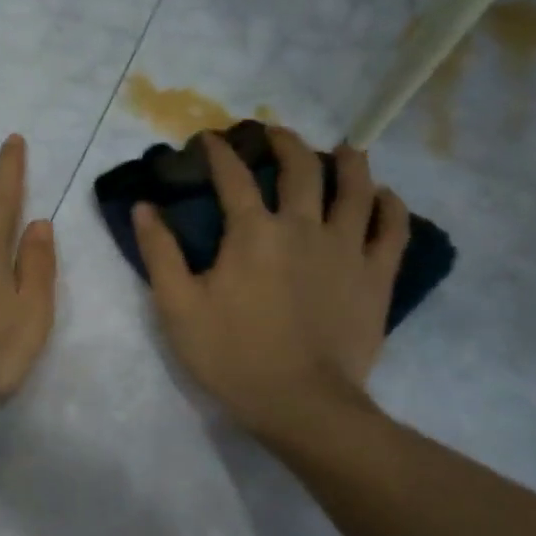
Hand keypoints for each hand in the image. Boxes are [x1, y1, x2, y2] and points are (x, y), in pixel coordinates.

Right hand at [132, 129, 407, 441]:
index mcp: (253, 233)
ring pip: (355, 188)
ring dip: (346, 162)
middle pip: (300, 169)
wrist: (300, 402)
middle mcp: (304, 227)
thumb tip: (144, 206)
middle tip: (275, 134)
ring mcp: (347, 249)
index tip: (210, 139)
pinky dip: (390, 206)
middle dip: (284, 143)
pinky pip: (392, 229)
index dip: (219, 153)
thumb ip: (160, 253)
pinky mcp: (377, 276)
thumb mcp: (178, 308)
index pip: (233, 178)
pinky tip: (384, 197)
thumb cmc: (232, 356)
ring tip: (341, 150)